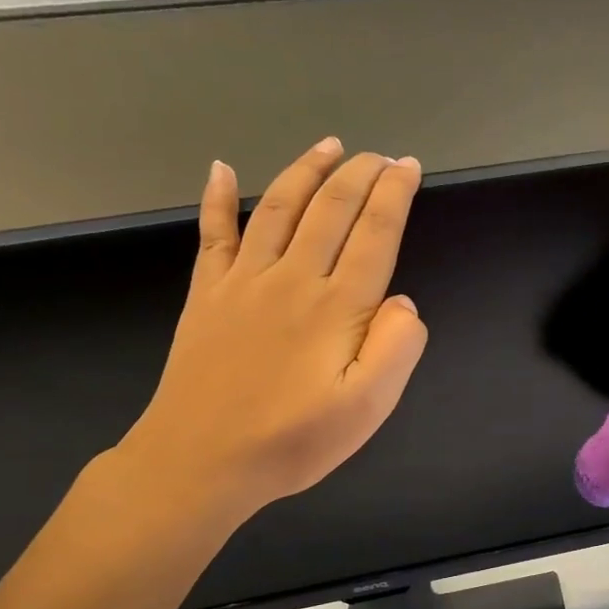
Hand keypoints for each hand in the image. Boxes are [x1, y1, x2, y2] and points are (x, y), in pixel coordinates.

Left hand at [114, 140, 428, 531]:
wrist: (199, 462)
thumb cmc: (292, 441)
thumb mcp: (368, 407)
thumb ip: (397, 348)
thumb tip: (404, 301)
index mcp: (337, 306)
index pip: (374, 233)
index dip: (395, 194)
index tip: (409, 167)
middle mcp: (293, 278)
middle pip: (331, 208)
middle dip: (360, 173)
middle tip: (381, 156)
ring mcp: (244, 281)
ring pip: (280, 207)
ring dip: (307, 169)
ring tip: (330, 146)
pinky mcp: (208, 294)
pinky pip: (214, 234)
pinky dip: (218, 198)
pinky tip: (221, 170)